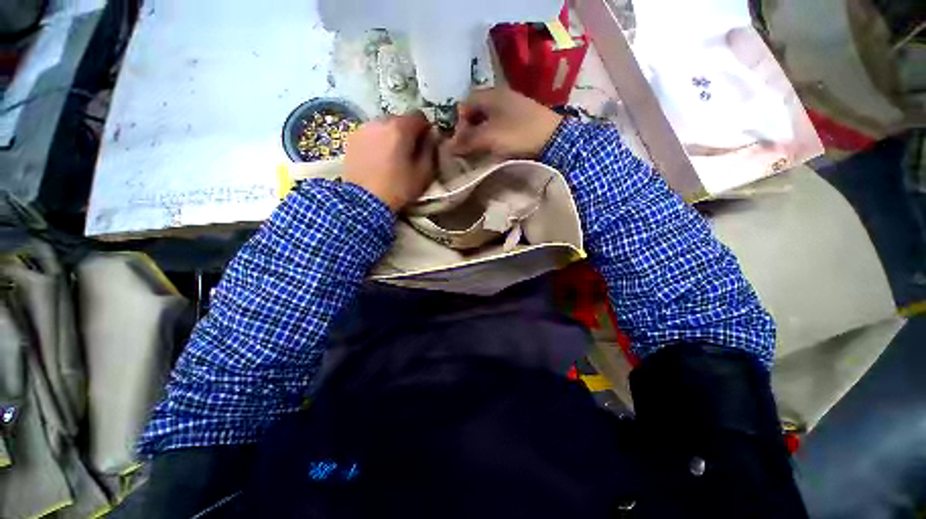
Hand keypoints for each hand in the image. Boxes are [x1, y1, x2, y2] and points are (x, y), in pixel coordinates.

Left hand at [343, 111, 436, 211]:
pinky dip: (377, 141)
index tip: (426, 145)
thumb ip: (430, 150)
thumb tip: (432, 135)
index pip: (419, 116)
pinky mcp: (352, 138)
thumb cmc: (398, 188)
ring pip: (384, 126)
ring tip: (392, 157)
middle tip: (409, 153)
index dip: (426, 130)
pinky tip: (377, 158)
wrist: (364, 201)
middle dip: (408, 132)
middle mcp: (380, 121)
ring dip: (391, 136)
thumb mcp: (423, 173)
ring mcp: (363, 128)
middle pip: (400, 120)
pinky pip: (371, 133)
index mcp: (400, 128)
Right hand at [449, 87, 562, 158]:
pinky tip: (495, 147)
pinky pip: (499, 125)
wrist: (554, 138)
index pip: (465, 104)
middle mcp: (500, 96)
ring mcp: (512, 106)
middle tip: (469, 147)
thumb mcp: (489, 137)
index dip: (459, 123)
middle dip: (469, 130)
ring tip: (480, 150)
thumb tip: (447, 148)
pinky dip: (493, 135)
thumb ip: (467, 141)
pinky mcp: (521, 119)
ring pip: (488, 119)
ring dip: (481, 134)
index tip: (460, 141)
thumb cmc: (518, 133)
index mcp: (490, 94)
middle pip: (476, 112)